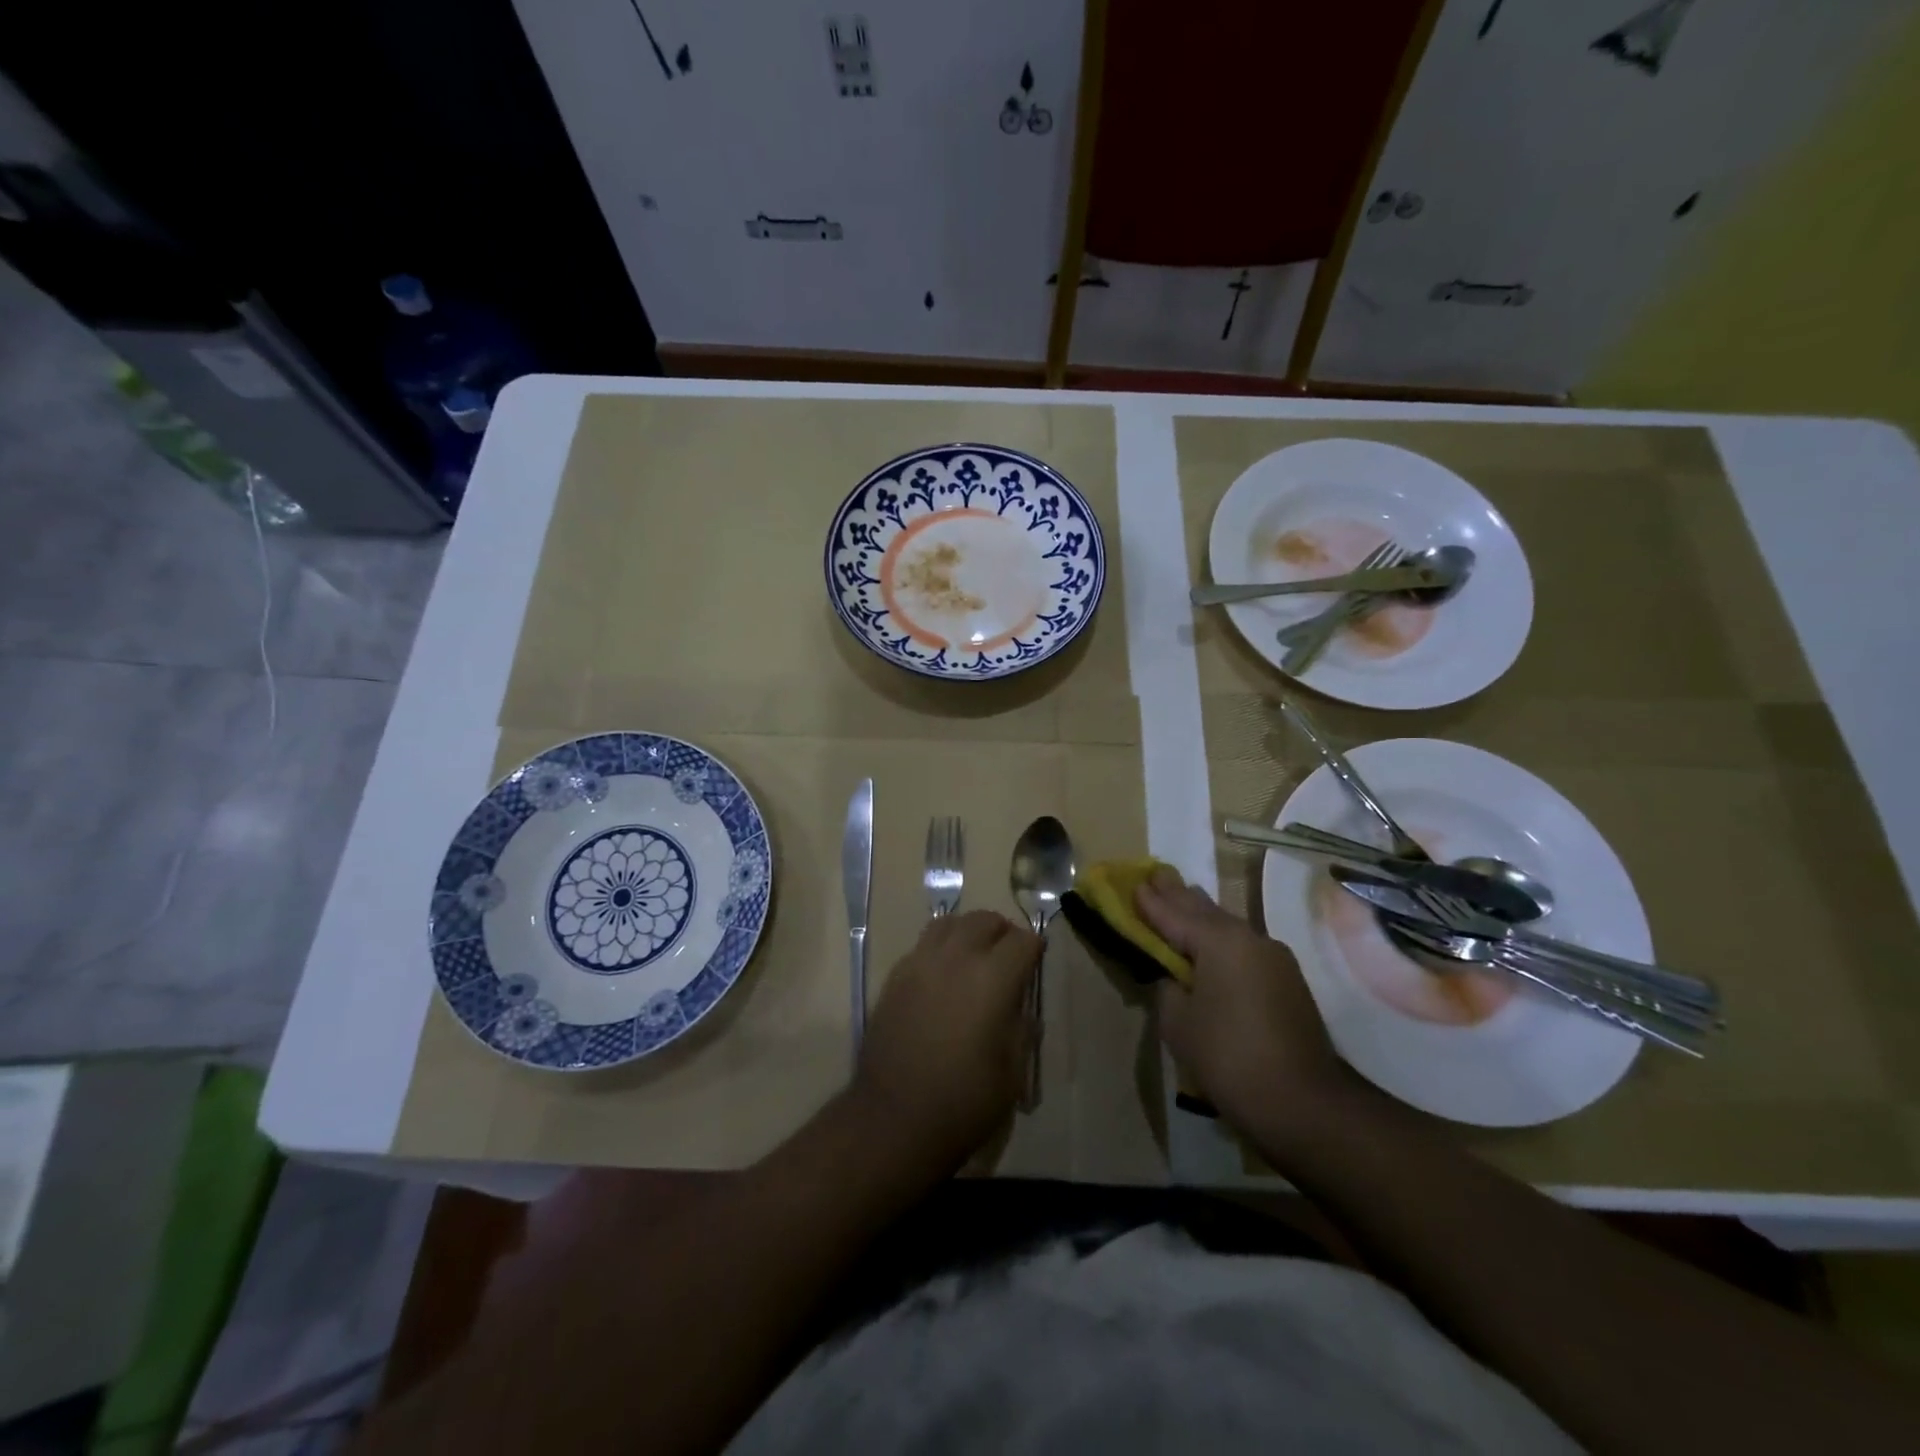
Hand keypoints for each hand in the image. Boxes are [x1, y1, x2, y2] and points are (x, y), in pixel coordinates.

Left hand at [853, 910, 1040, 1168]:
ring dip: (968, 932)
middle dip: (1002, 933)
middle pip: (984, 920)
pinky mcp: (895, 976)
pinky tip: (943, 976)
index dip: (1034, 949)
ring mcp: (920, 963)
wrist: (893, 1119)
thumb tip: (1020, 1009)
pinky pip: (923, 944)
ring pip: (949, 923)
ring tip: (975, 956)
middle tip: (1008, 957)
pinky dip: (940, 948)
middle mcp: (956, 959)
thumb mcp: (1011, 1073)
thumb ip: (1021, 1030)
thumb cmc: (963, 1102)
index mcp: (992, 979)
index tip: (1036, 962)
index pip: (1022, 941)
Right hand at [1134, 866, 1346, 1130]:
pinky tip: (1212, 941)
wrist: (1305, 1104)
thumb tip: (1174, 975)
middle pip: (1205, 910)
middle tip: (1156, 875)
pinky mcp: (1288, 980)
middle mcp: (1249, 938)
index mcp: (1219, 941)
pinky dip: (1221, 939)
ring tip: (1181, 898)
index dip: (1150, 901)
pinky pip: (1244, 946)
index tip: (1133, 882)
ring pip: (1228, 925)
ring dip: (1202, 914)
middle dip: (1178, 895)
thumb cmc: (1229, 1058)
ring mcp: (1274, 958)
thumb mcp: (1179, 1023)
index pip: (1174, 914)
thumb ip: (1168, 988)